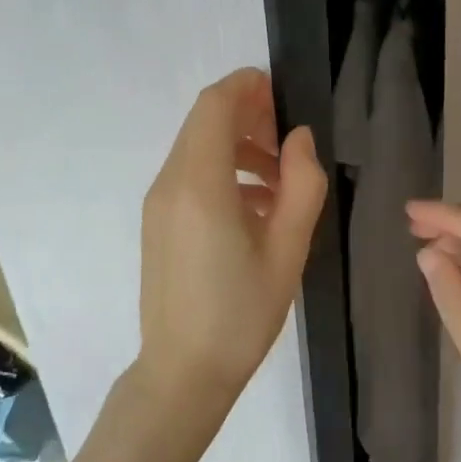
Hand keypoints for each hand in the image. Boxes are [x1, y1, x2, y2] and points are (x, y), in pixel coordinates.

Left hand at [139, 69, 326, 416]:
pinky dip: (224, 172)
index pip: (215, 105)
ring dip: (239, 146)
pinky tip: (259, 208)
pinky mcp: (158, 222)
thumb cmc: (241, 314)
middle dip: (249, 116)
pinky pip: (191, 176)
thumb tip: (299, 139)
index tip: (285, 97)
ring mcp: (159, 203)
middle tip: (291, 143)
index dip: (249, 87)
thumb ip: (302, 184)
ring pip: (198, 148)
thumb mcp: (288, 249)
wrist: (182, 374)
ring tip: (283, 181)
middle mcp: (170, 183)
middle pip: (205, 122)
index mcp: (200, 184)